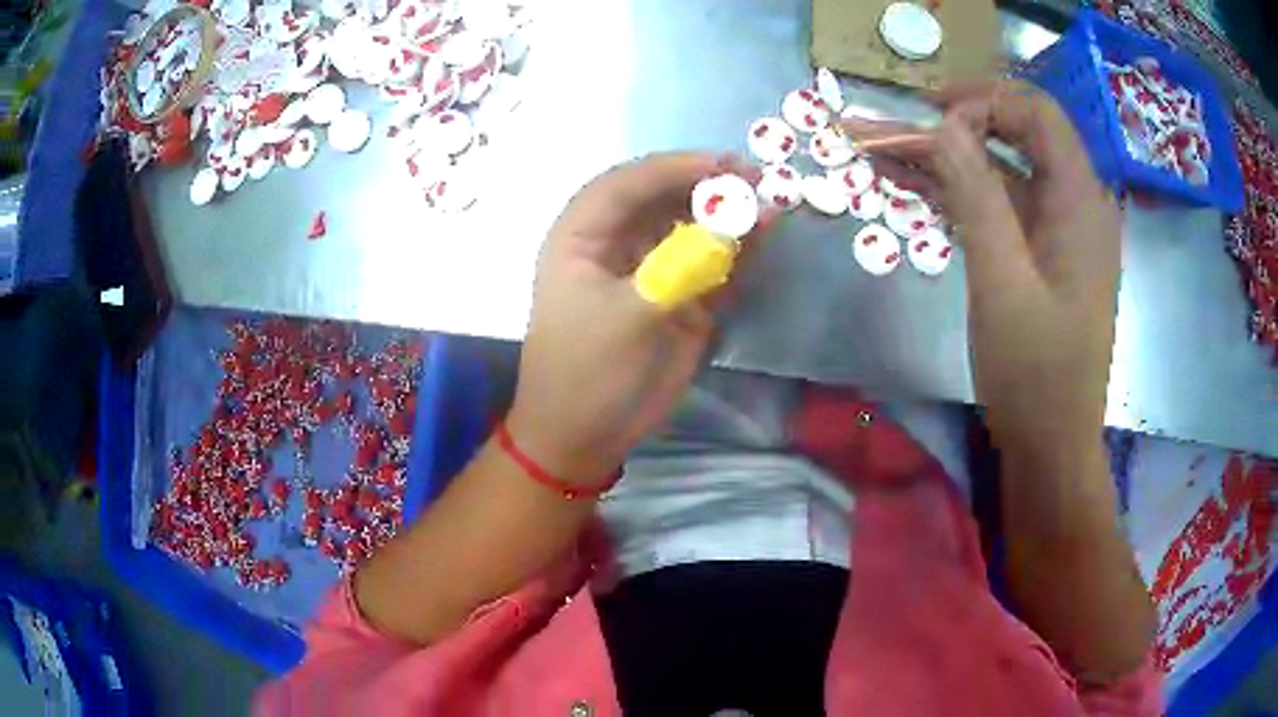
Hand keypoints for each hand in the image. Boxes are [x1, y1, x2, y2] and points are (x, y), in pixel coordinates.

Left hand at [507, 153, 766, 485]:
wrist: (586, 436)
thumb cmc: (590, 373)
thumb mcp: (630, 316)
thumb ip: (686, 265)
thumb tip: (741, 221)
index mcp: (582, 236)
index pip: (628, 184)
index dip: (676, 167)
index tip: (726, 165)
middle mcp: (615, 242)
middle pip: (663, 197)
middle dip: (708, 186)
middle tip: (759, 182)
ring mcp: (648, 268)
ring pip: (689, 226)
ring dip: (727, 216)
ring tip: (769, 209)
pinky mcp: (675, 295)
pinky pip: (708, 261)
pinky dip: (735, 250)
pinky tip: (762, 240)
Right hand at [844, 81, 1121, 458]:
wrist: (1052, 447)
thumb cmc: (1036, 375)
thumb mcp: (1002, 283)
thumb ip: (977, 195)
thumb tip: (943, 125)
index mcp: (1080, 201)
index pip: (1036, 112)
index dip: (983, 100)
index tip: (930, 117)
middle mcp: (1077, 204)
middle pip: (1018, 134)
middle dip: (958, 125)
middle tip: (901, 131)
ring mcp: (1061, 231)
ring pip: (1004, 171)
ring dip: (950, 160)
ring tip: (887, 153)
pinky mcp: (1044, 256)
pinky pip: (1003, 208)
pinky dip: (962, 195)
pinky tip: (915, 190)